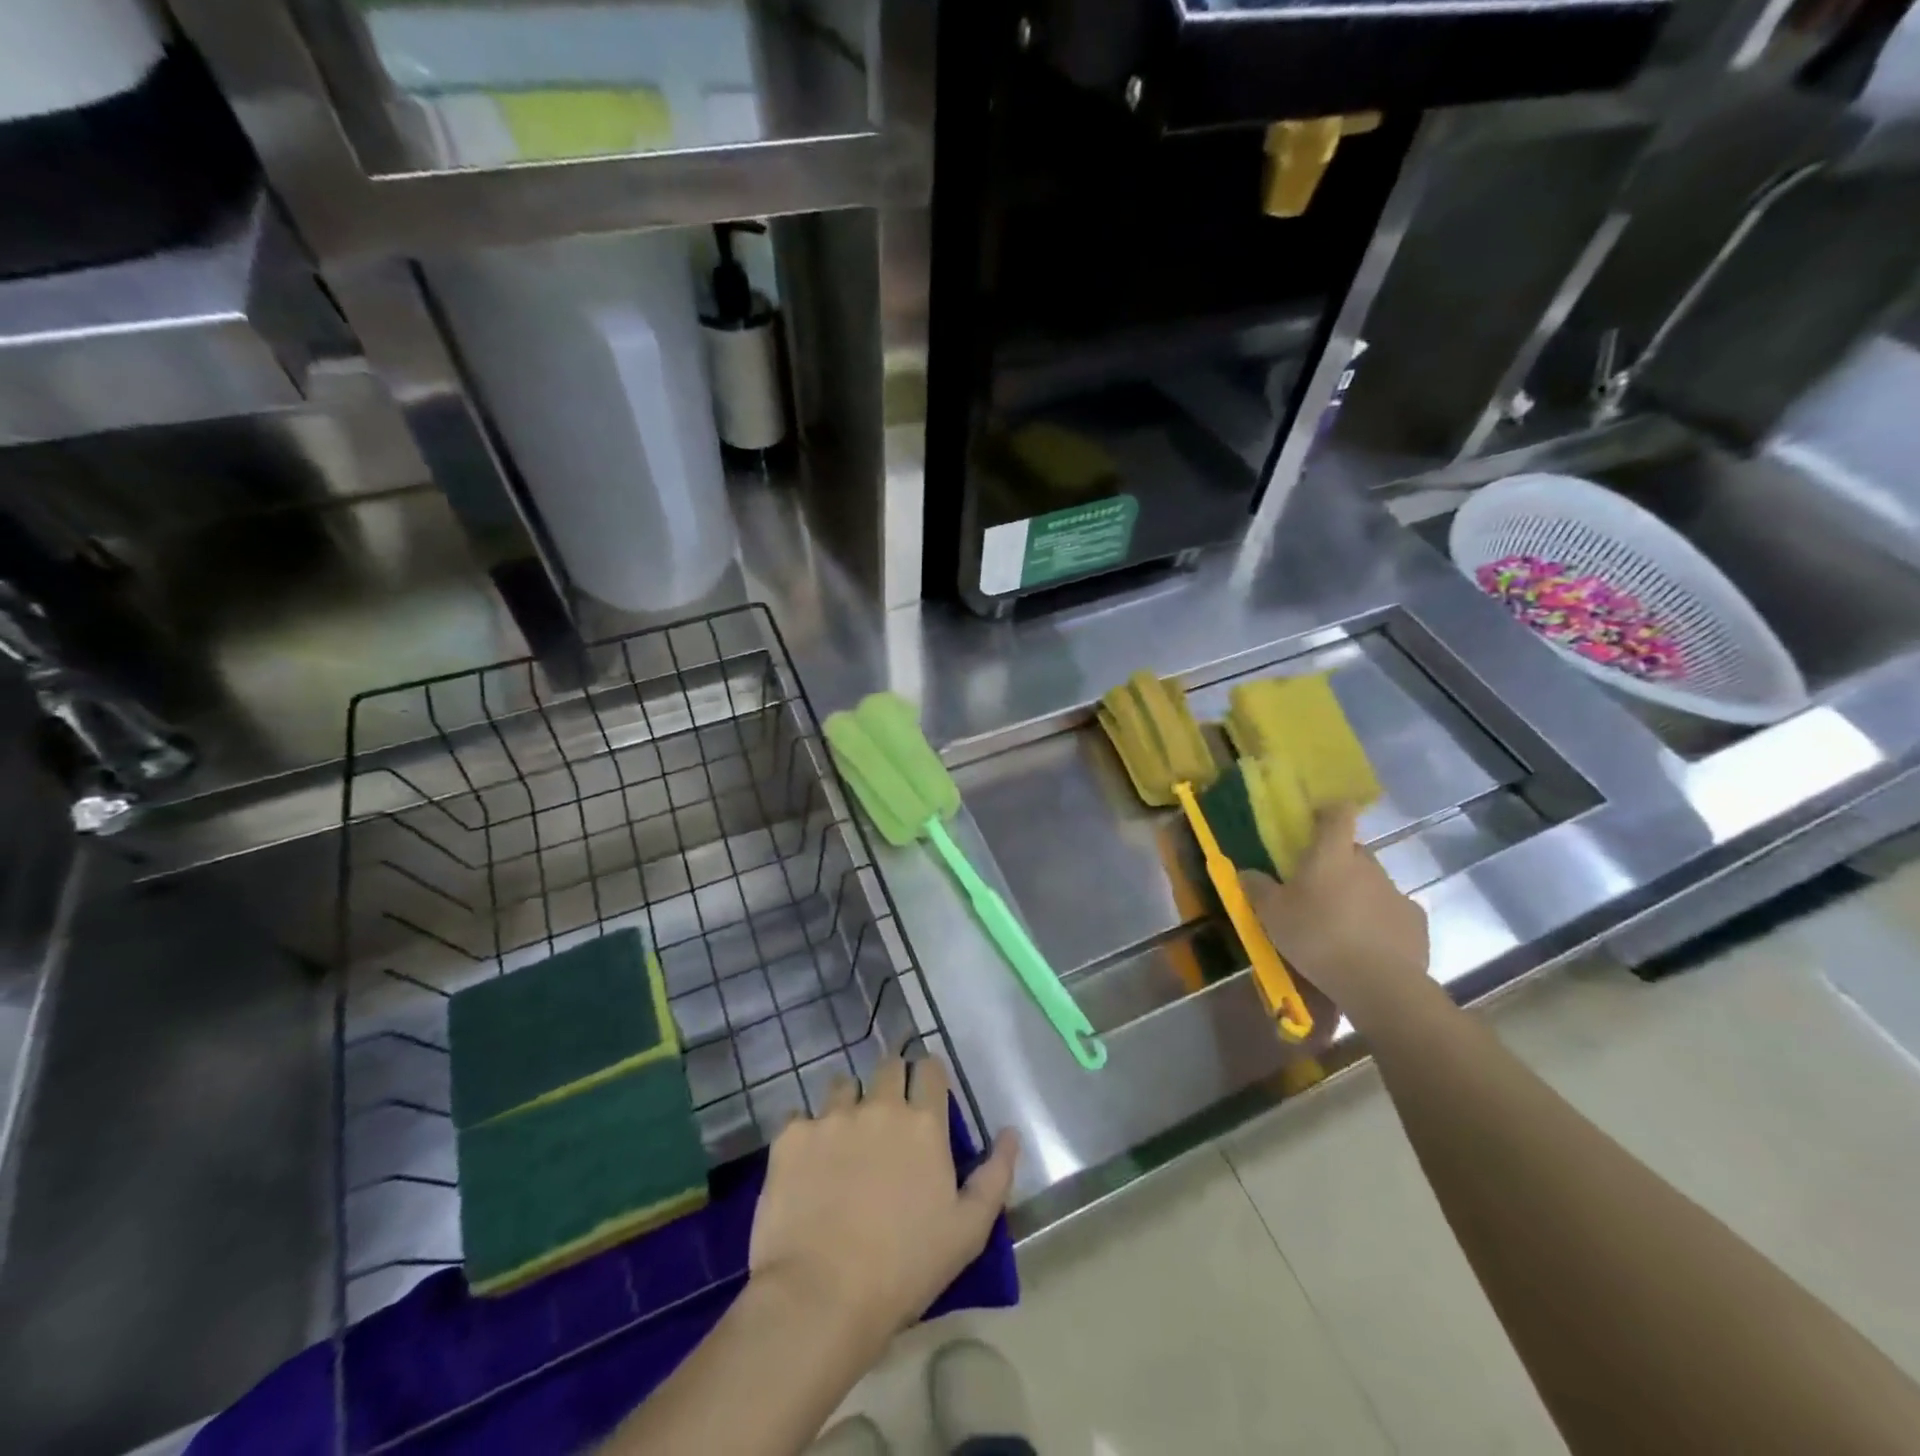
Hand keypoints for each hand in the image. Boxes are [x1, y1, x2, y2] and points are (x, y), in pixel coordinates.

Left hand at [748, 1055, 1019, 1360]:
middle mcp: (879, 1106)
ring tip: (844, 1138)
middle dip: (891, 1080)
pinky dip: (807, 1133)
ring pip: (842, 1085)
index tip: (925, 1093)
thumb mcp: (968, 1232)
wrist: (820, 1297)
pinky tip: (806, 1165)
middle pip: (887, 1066)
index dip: (928, 1076)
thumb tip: (1010, 1132)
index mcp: (923, 1124)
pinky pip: (800, 1117)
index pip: (930, 1069)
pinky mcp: (791, 1135)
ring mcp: (831, 1117)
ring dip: (848, 1102)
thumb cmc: (904, 1268)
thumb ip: (995, 1175)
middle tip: (887, 1115)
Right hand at [1241, 803, 1428, 1025]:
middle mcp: (1368, 865)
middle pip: (1353, 851)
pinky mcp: (1415, 922)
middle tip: (1316, 888)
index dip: (1329, 812)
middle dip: (1337, 863)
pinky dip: (1380, 921)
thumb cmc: (1316, 936)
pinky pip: (1392, 912)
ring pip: (1372, 883)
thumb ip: (1257, 888)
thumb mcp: (1272, 914)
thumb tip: (1246, 872)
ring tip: (1340, 924)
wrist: (1377, 983)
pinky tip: (1368, 945)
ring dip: (1357, 894)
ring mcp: (1395, 892)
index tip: (1316, 822)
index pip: (1339, 814)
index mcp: (1332, 854)